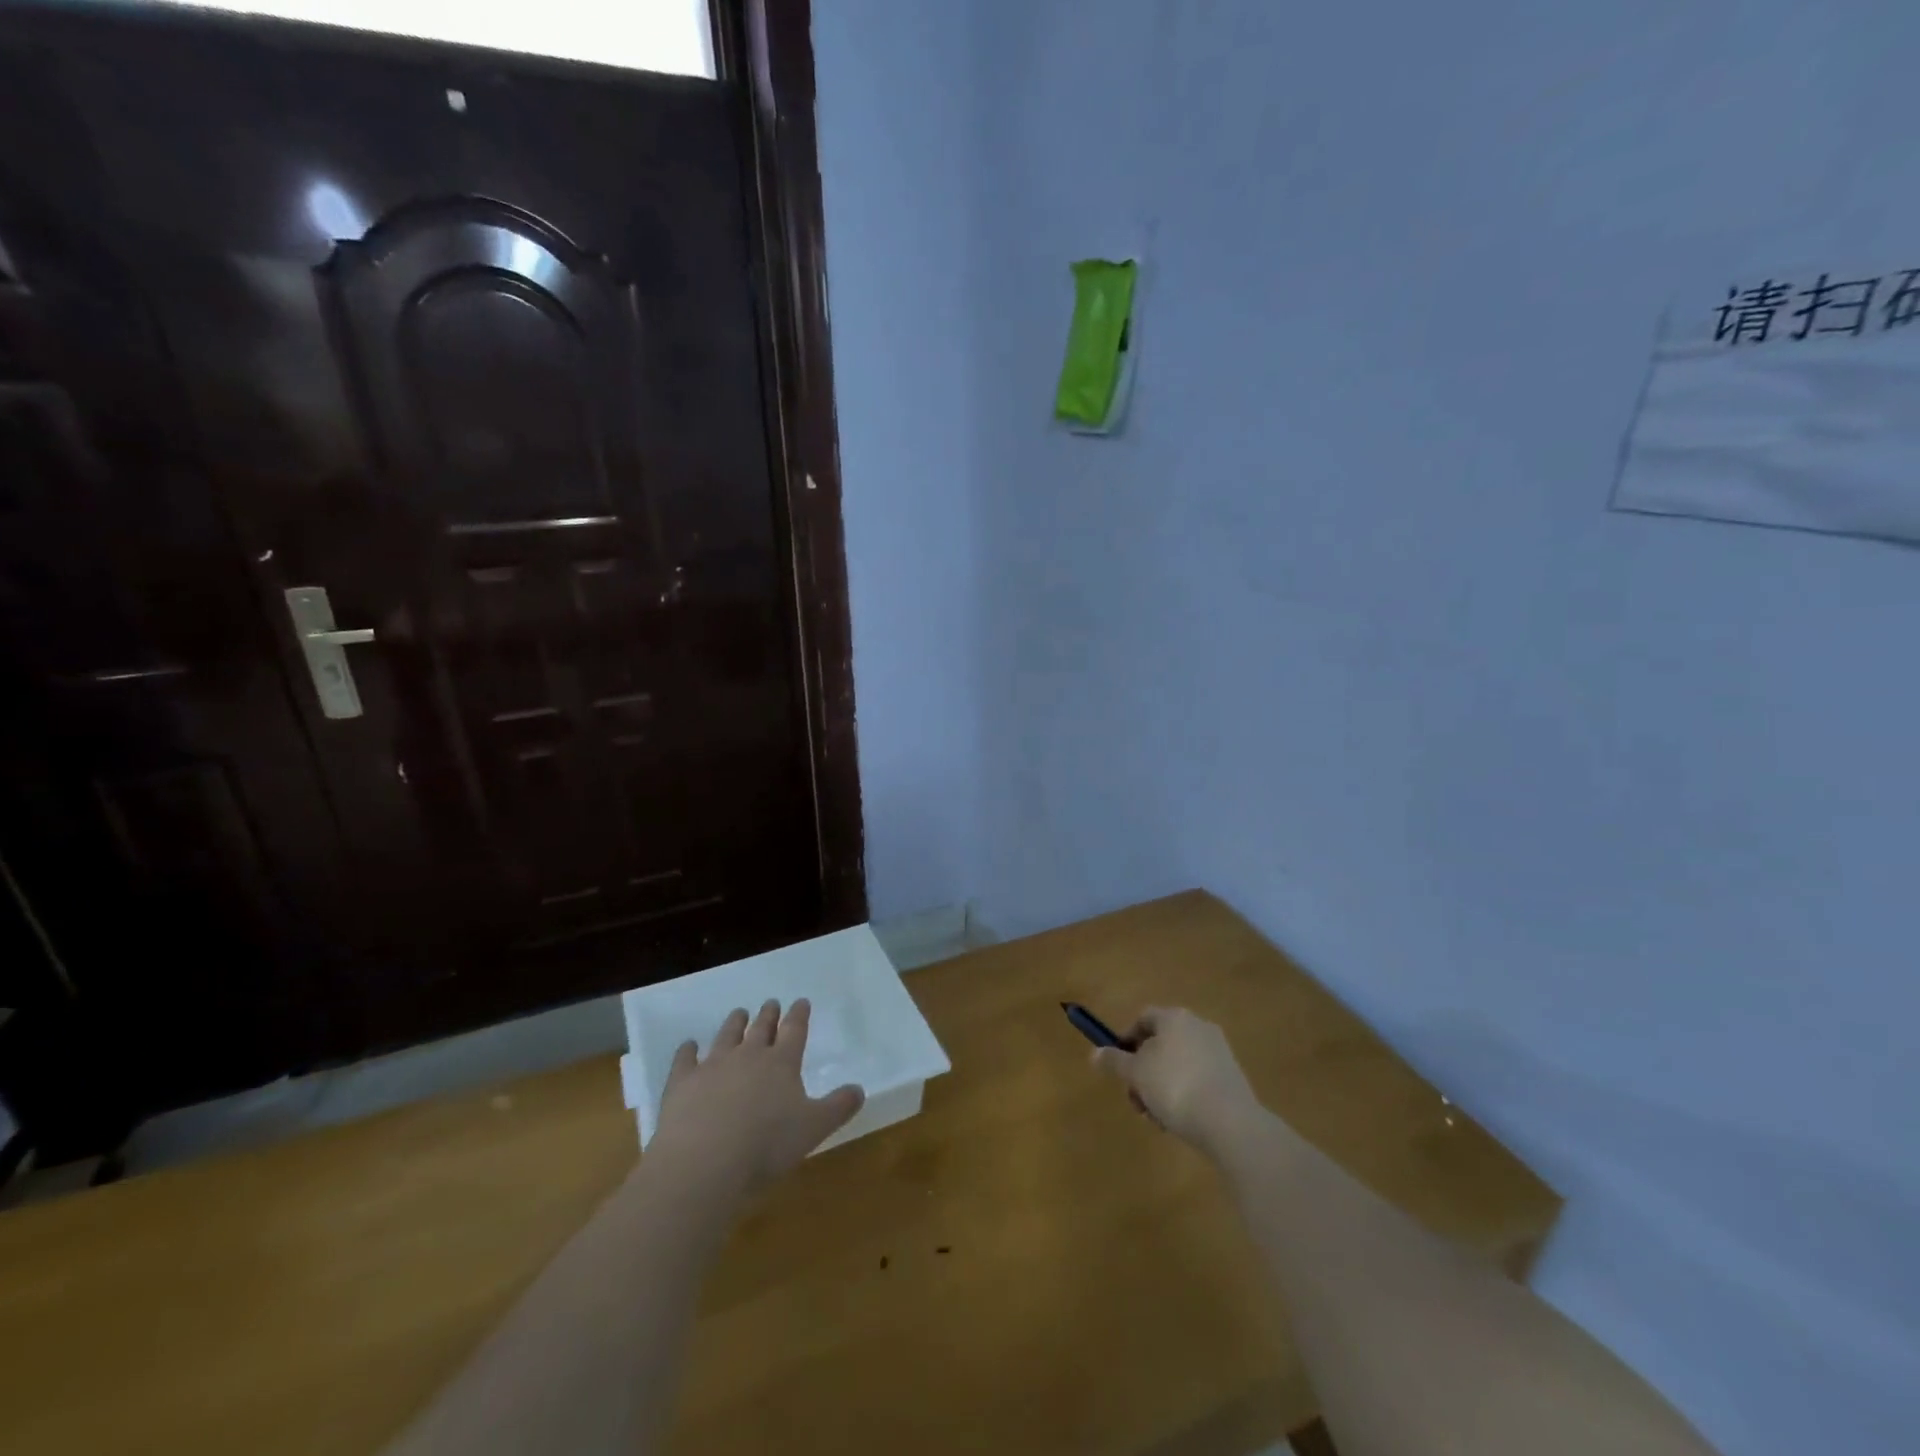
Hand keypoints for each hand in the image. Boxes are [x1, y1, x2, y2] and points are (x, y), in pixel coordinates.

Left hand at [647, 999, 864, 1199]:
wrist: (705, 1162)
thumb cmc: (767, 1145)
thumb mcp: (814, 1129)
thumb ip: (838, 1107)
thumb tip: (859, 1089)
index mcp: (782, 1063)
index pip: (794, 1030)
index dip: (799, 1015)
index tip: (801, 1001)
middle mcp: (748, 1056)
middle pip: (760, 1028)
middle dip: (768, 1015)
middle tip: (771, 1003)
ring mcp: (713, 1066)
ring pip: (726, 1036)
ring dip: (734, 1023)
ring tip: (739, 1013)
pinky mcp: (682, 1083)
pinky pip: (685, 1059)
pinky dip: (687, 1050)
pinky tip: (688, 1045)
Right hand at [1091, 1007, 1263, 1159]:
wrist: (1230, 1122)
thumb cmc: (1174, 1086)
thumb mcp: (1135, 1074)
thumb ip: (1114, 1061)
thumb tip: (1095, 1053)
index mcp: (1174, 1017)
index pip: (1143, 1018)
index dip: (1126, 1040)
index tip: (1118, 1066)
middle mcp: (1198, 1026)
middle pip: (1160, 1043)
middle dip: (1143, 1071)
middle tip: (1136, 1098)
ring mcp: (1218, 1051)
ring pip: (1178, 1064)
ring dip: (1161, 1086)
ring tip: (1156, 1117)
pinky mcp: (1232, 1077)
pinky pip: (1198, 1079)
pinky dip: (1185, 1094)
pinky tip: (1179, 1120)